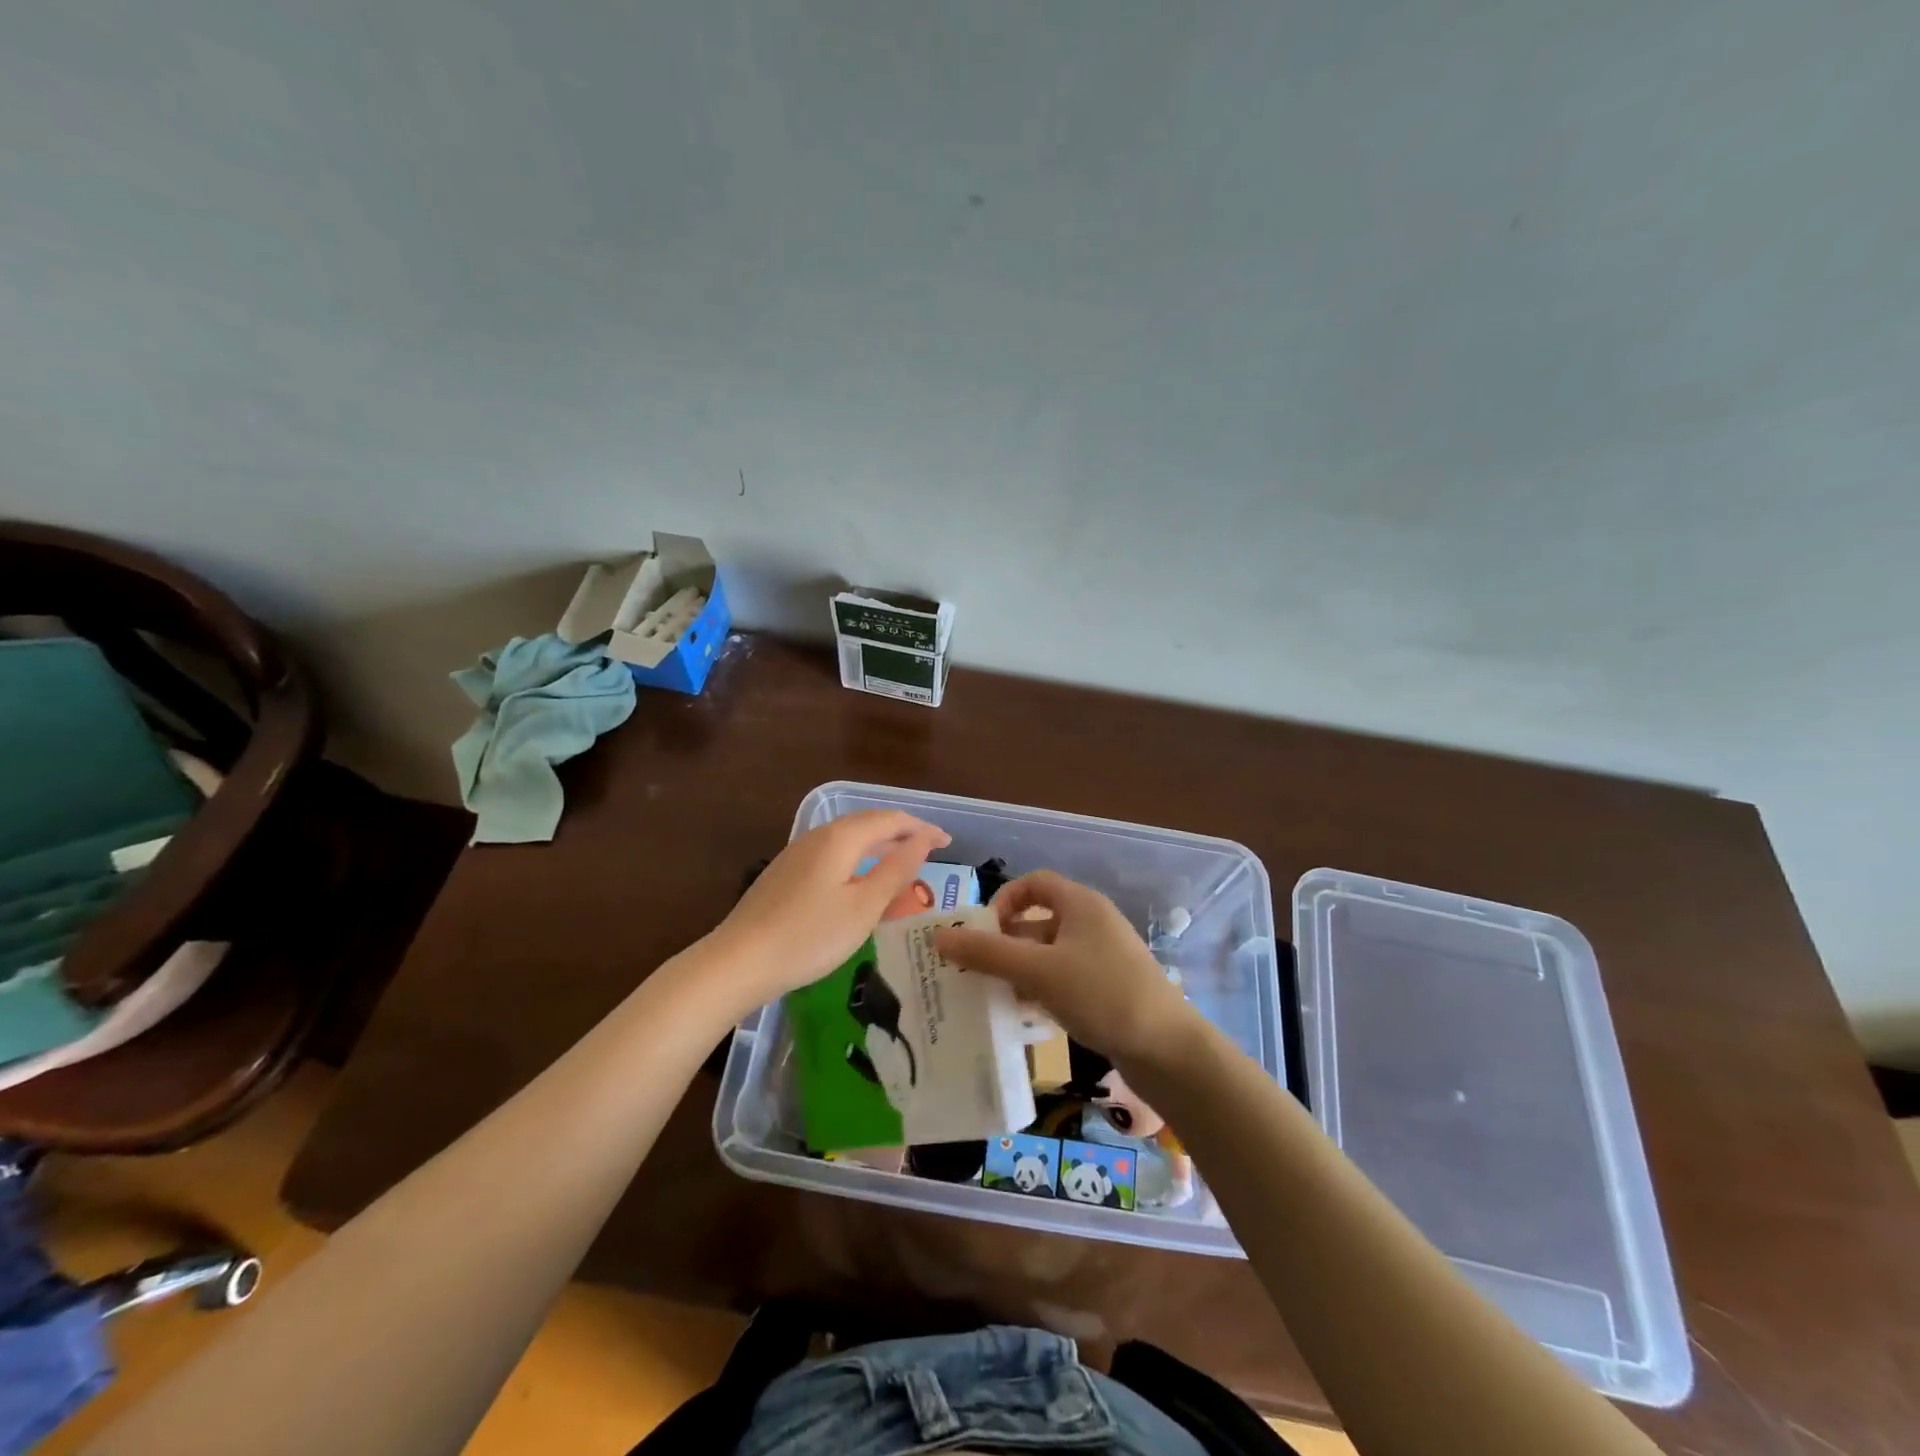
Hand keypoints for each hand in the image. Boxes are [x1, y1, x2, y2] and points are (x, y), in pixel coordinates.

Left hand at [707, 809, 950, 1006]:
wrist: (738, 961)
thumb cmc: (810, 936)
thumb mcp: (864, 907)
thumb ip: (897, 869)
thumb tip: (924, 838)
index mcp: (841, 837)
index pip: (891, 820)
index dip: (922, 828)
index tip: (948, 842)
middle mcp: (818, 836)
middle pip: (868, 825)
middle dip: (901, 834)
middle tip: (929, 850)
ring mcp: (797, 854)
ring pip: (848, 840)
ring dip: (879, 847)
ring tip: (901, 864)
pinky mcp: (785, 874)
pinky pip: (832, 856)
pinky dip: (857, 862)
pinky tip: (859, 884)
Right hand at [933, 870, 1198, 1068]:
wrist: (1168, 1049)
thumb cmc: (1101, 994)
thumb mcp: (1038, 970)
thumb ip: (987, 953)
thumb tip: (939, 936)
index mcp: (1080, 903)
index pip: (1034, 883)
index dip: (1004, 900)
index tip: (982, 931)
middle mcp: (1091, 923)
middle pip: (1037, 921)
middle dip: (1004, 943)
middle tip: (974, 970)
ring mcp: (1102, 957)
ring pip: (1048, 954)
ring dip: (1019, 970)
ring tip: (990, 996)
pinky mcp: (1107, 988)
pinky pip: (1063, 979)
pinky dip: (1040, 990)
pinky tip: (1024, 1015)